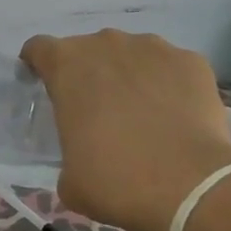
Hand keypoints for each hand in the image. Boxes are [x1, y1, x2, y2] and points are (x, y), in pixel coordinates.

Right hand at [21, 29, 230, 230]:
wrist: (191, 187)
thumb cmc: (117, 181)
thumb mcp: (70, 178)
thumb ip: (68, 150)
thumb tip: (84, 152)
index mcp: (67, 65)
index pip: (39, 49)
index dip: (38, 66)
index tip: (44, 88)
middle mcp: (107, 43)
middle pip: (89, 50)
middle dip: (90, 75)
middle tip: (99, 114)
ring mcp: (153, 47)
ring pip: (132, 55)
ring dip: (130, 76)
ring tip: (143, 116)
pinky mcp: (191, 61)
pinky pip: (171, 67)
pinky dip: (169, 86)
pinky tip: (176, 118)